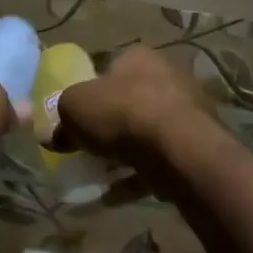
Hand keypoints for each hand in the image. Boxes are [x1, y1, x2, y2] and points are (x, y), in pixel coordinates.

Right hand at [48, 48, 216, 167]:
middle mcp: (167, 76)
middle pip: (129, 101)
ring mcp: (188, 112)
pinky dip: (136, 177)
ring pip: (146, 132)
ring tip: (98, 175)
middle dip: (108, 124)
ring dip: (123, 153)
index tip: (74, 117)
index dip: (88, 91)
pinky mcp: (197, 145)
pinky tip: (113, 196)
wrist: (179, 149)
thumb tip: (55, 134)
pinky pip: (158, 161)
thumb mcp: (74, 107)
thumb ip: (61, 117)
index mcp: (138, 57)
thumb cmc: (123, 113)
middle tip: (86, 146)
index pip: (108, 67)